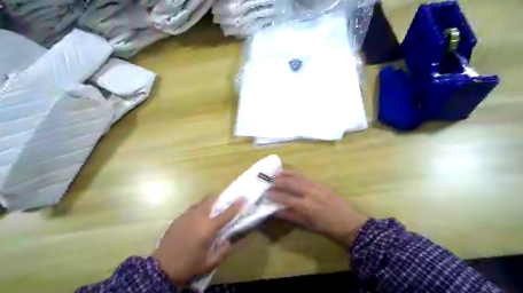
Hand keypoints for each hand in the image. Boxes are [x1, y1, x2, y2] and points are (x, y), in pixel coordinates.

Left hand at [153, 196, 242, 284]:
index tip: (243, 198)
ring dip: (208, 204)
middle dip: (219, 199)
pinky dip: (198, 211)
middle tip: (223, 205)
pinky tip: (196, 222)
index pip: (226, 213)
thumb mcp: (209, 264)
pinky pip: (192, 209)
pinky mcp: (178, 218)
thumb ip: (222, 251)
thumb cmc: (188, 265)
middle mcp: (198, 217)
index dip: (236, 205)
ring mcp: (186, 216)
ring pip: (201, 202)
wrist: (161, 268)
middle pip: (211, 199)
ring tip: (210, 214)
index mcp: (208, 228)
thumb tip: (228, 241)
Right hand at [270, 171, 365, 246]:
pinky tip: (289, 174)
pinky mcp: (321, 184)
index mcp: (306, 207)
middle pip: (290, 184)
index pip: (285, 198)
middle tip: (268, 181)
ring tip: (276, 174)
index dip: (274, 195)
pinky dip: (295, 175)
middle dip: (277, 182)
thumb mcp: (307, 225)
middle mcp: (310, 193)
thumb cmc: (327, 228)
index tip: (266, 193)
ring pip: (297, 177)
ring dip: (285, 175)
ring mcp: (316, 187)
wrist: (349, 223)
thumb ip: (291, 216)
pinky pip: (305, 177)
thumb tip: (276, 212)